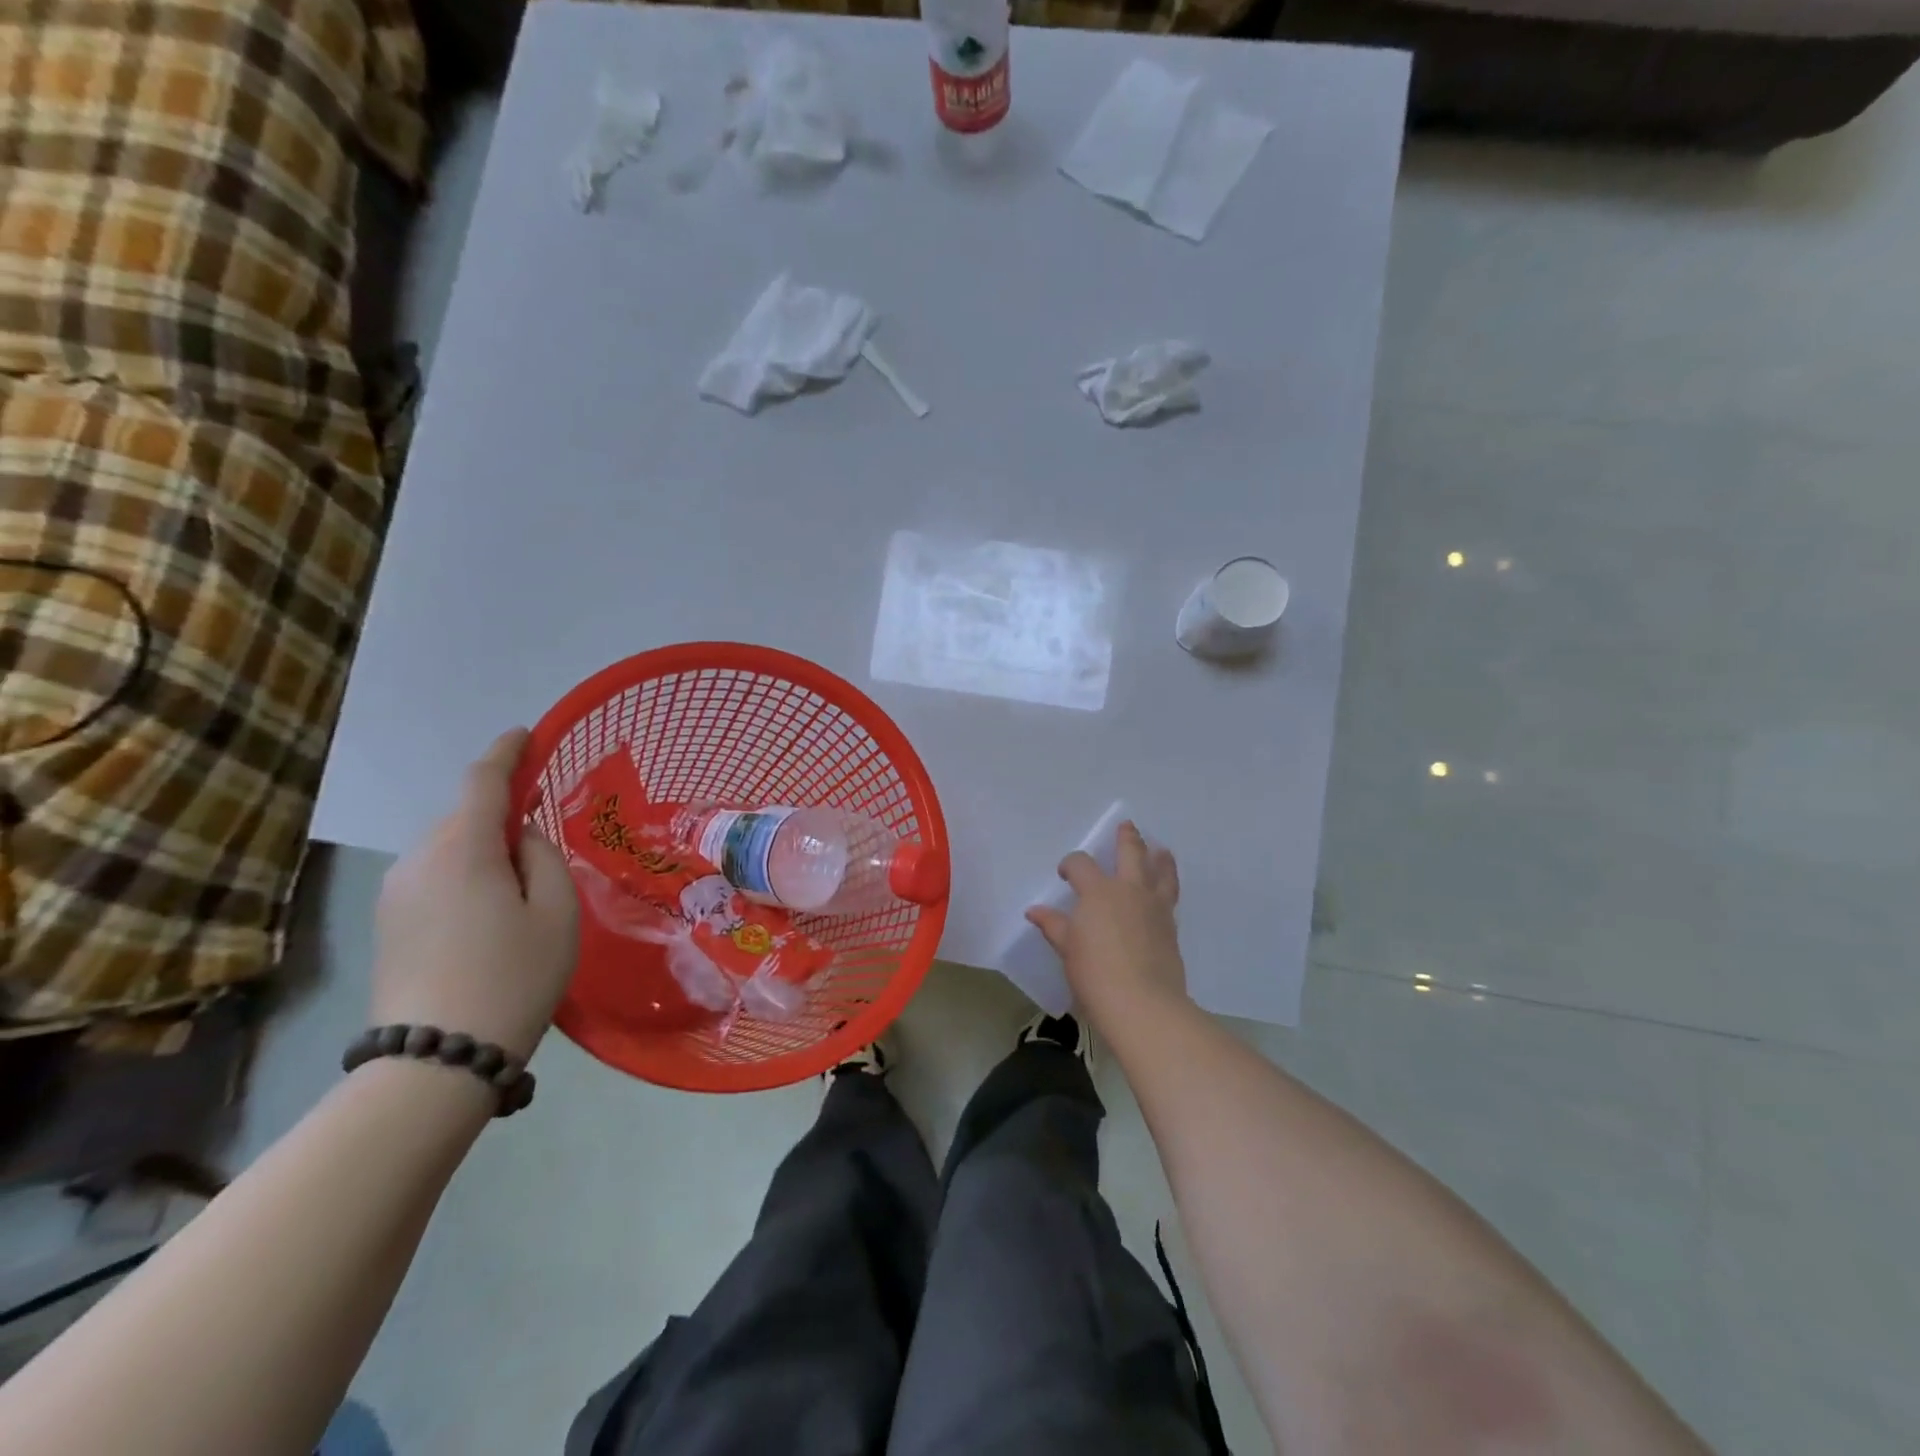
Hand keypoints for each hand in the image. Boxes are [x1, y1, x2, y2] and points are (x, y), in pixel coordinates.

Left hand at [371, 729, 579, 1061]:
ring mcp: (395, 891)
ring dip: (482, 847)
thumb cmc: (514, 977)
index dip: (507, 751)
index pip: (483, 779)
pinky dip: (463, 873)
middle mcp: (419, 858)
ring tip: (518, 887)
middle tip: (541, 833)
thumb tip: (518, 835)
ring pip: (448, 846)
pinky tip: (487, 912)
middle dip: (500, 810)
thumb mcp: (557, 911)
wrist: (436, 1059)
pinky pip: (433, 875)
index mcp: (463, 848)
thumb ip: (543, 856)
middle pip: (465, 814)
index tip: (526, 734)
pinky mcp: (387, 921)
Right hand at [1026, 821, 1187, 1035]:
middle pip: (1131, 853)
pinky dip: (1167, 886)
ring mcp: (1154, 907)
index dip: (1071, 864)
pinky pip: (1170, 896)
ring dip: (1160, 858)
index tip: (1065, 874)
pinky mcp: (1171, 926)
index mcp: (1098, 891)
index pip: (1081, 864)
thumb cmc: (1095, 973)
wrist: (1142, 1003)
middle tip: (1127, 826)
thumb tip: (1034, 910)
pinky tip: (1163, 891)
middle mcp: (1129, 890)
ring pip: (1160, 872)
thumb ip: (1054, 925)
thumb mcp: (1068, 949)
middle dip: (1127, 838)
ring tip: (1161, 850)